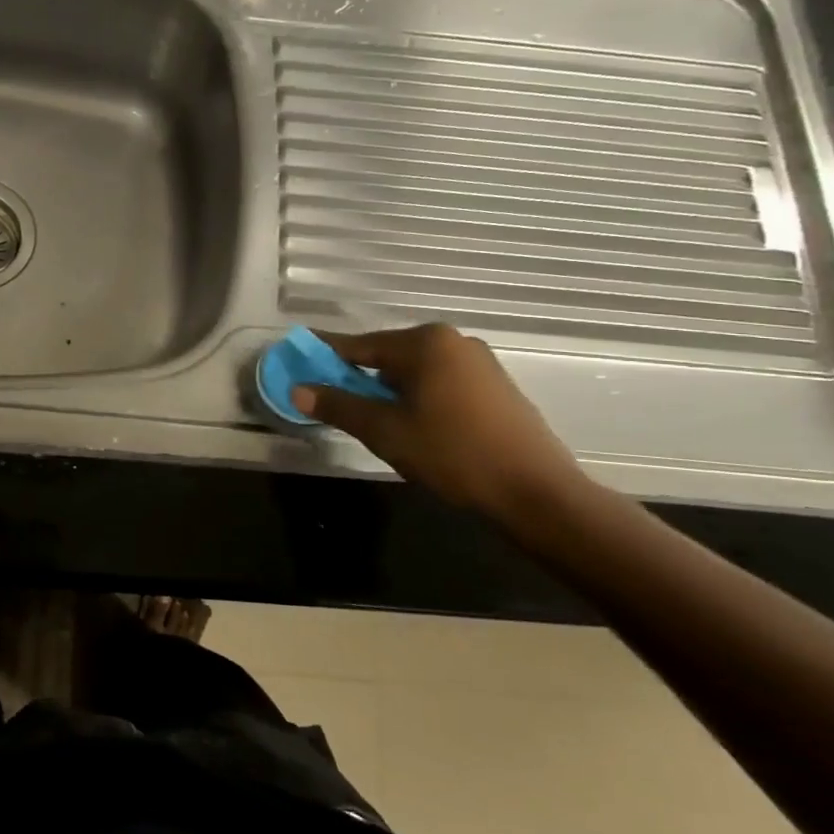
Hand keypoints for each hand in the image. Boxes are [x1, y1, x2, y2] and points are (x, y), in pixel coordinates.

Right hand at [289, 323, 585, 519]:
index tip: (299, 367)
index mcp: (425, 342)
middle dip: (357, 378)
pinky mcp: (495, 387)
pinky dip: (416, 397)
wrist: (535, 493)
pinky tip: (412, 426)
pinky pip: (439, 383)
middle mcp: (453, 341)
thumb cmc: (452, 454)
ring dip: (387, 391)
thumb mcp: (385, 431)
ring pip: (414, 371)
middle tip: (333, 403)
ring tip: (372, 421)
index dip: (325, 358)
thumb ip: (338, 406)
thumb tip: (297, 389)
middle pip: (387, 356)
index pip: (359, 346)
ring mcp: (479, 363)